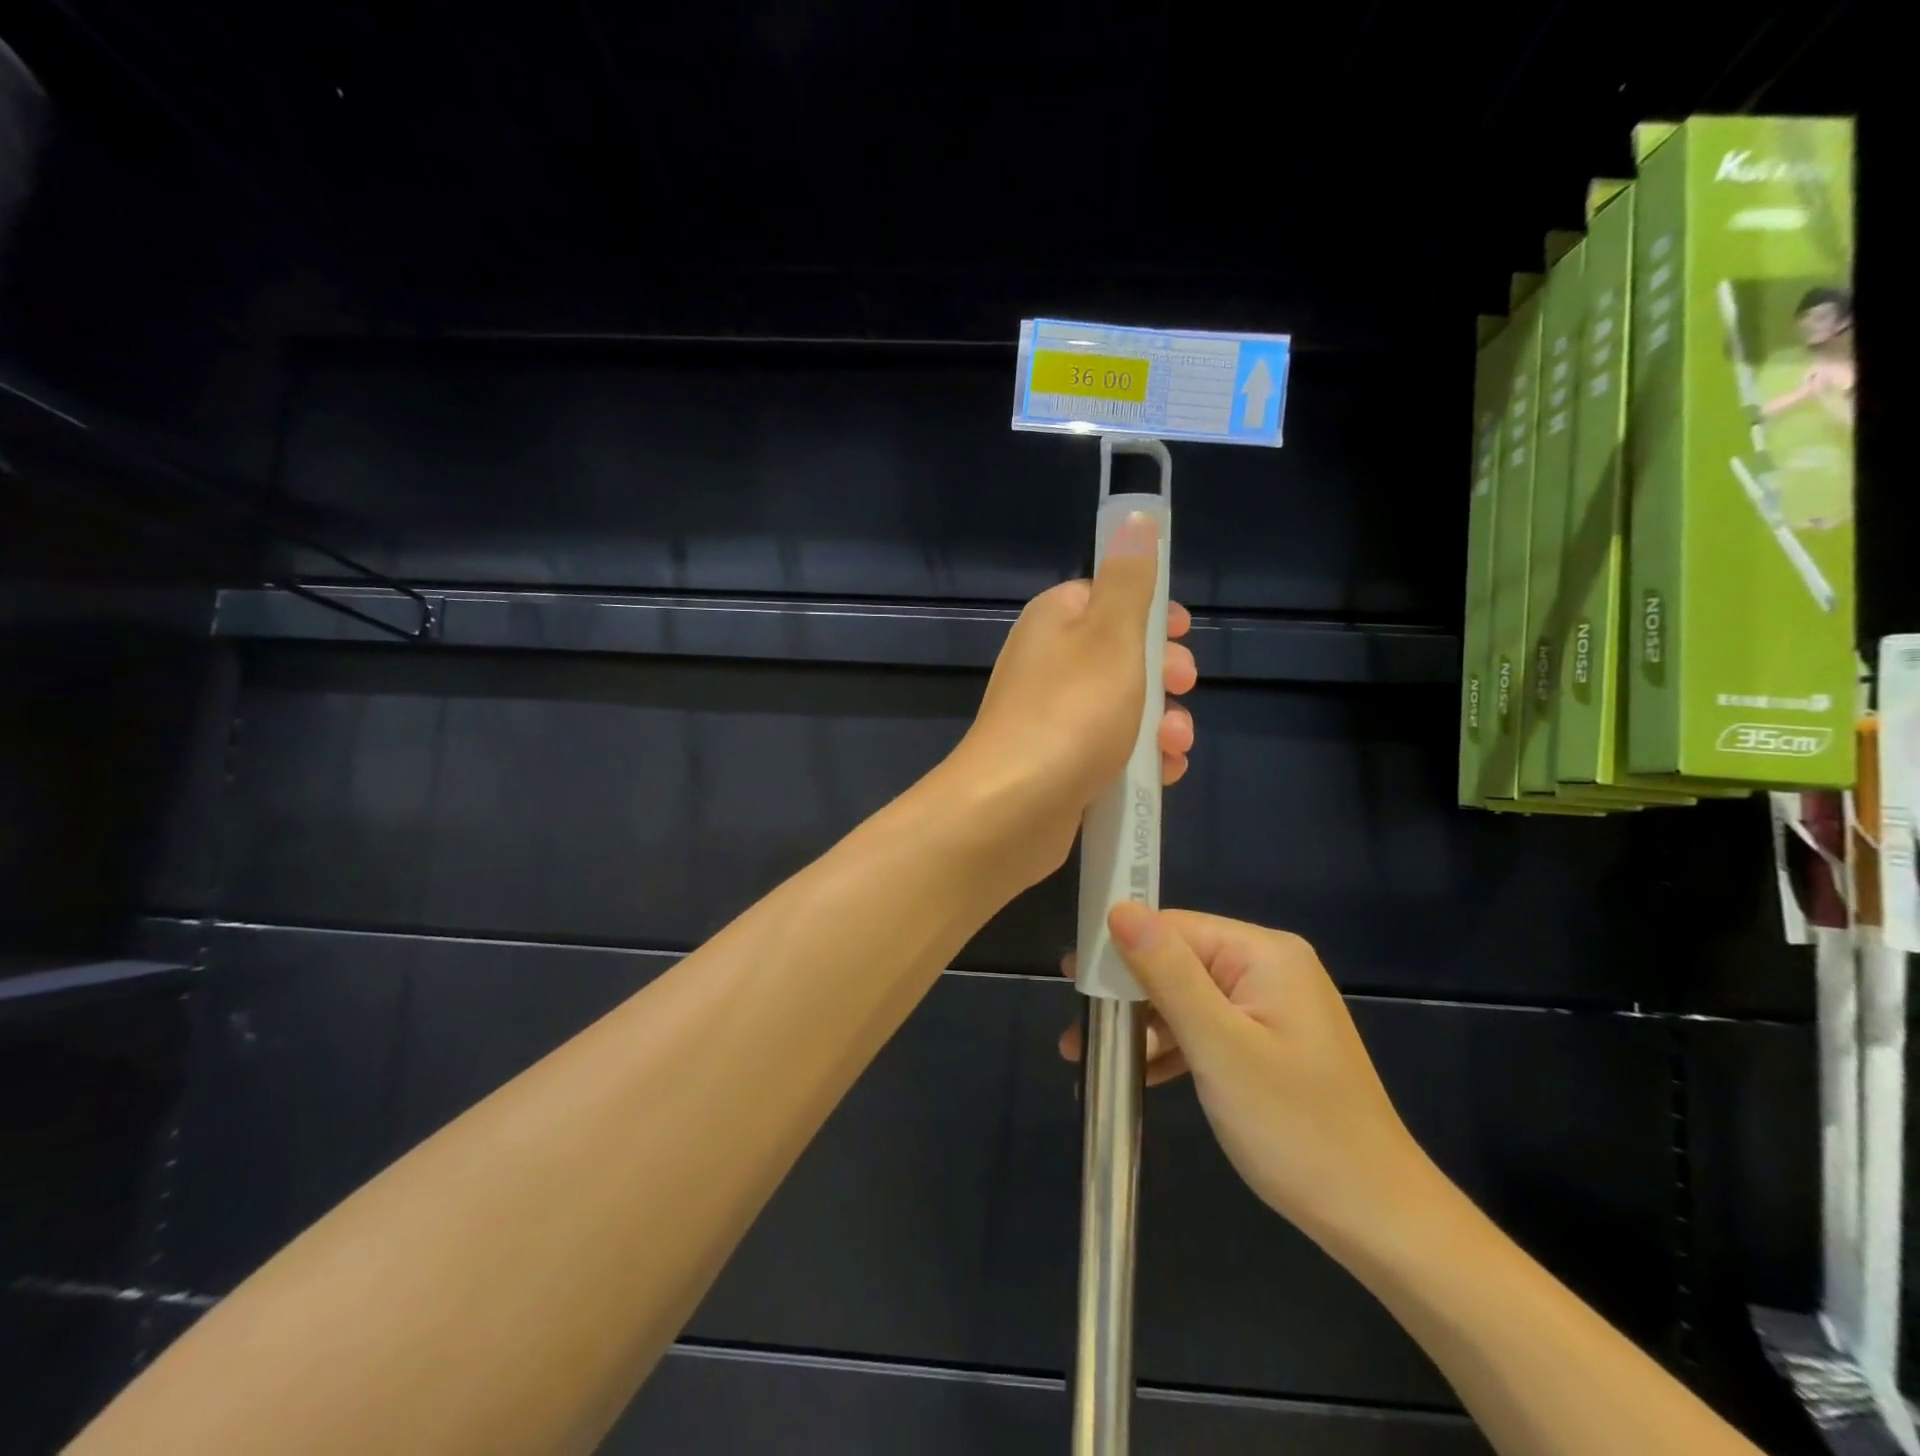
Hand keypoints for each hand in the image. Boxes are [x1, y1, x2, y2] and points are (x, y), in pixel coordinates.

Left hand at [942, 512, 1195, 889]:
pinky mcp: (1058, 764)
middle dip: (1163, 674)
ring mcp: (1051, 718)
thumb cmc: (1070, 714)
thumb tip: (1133, 517)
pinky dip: (1139, 759)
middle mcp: (1048, 665)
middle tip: (1184, 687)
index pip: (1106, 598)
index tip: (1183, 633)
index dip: (1150, 614)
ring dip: (1160, 723)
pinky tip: (1162, 774)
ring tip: (1174, 745)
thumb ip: (1130, 579)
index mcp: (1055, 623)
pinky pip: (1109, 751)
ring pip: (1121, 709)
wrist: (1012, 809)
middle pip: (1120, 656)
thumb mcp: (1112, 636)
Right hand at [1060, 907, 1430, 1253]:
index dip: (1120, 949)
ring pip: (1187, 998)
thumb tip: (1119, 908)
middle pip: (1178, 961)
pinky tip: (1137, 1074)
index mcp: (1263, 954)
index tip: (1072, 981)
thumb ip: (1167, 973)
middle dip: (1126, 996)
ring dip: (1142, 1027)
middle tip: (1076, 1030)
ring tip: (1088, 1058)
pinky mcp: (1268, 1042)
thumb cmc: (1296, 1128)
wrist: (1377, 1220)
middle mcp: (1268, 968)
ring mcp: (1270, 1007)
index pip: (1174, 928)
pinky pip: (1207, 1028)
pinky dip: (1172, 1048)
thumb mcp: (1220, 1047)